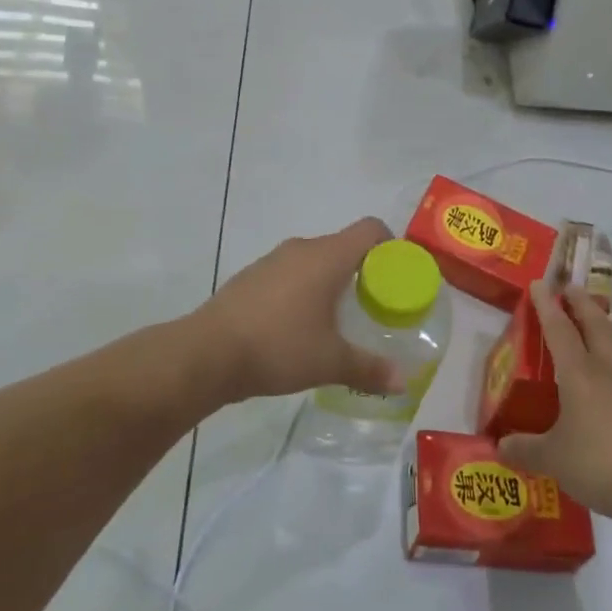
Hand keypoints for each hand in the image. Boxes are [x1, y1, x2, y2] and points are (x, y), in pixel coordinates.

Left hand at [191, 217, 402, 402]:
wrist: (207, 353)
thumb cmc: (278, 347)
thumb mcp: (330, 362)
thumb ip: (370, 368)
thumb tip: (404, 381)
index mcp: (327, 256)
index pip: (370, 229)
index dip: (390, 245)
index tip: (398, 275)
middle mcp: (301, 248)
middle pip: (343, 245)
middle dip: (363, 270)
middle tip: (374, 305)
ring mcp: (272, 260)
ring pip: (314, 260)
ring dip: (330, 281)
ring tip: (338, 318)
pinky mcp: (251, 277)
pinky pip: (289, 274)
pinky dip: (303, 290)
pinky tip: (299, 325)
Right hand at [498, 279, 611, 522]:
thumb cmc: (597, 465)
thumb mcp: (551, 459)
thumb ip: (524, 449)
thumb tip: (499, 446)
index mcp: (577, 374)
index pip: (558, 329)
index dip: (546, 305)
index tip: (539, 284)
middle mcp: (608, 370)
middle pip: (595, 325)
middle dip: (582, 303)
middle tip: (572, 288)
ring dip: (609, 329)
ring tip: (601, 322)